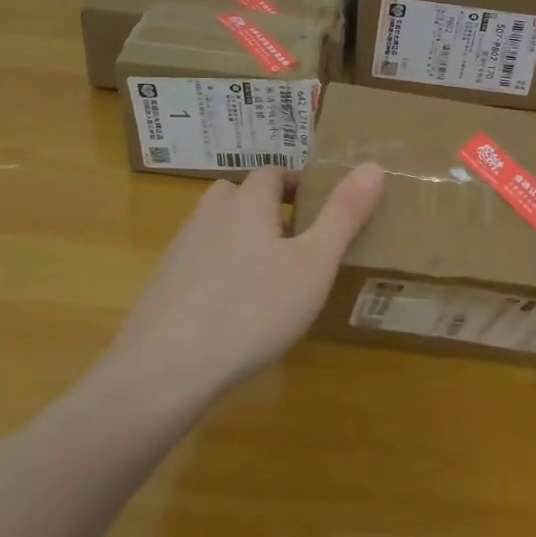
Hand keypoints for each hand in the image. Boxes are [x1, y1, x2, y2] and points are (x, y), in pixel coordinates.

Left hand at [98, 164, 383, 407]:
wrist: (163, 371)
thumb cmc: (252, 309)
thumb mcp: (314, 263)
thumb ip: (344, 215)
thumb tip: (374, 166)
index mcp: (247, 203)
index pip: (272, 173)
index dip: (296, 183)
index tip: (319, 206)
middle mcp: (210, 215)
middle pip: (238, 195)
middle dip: (265, 207)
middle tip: (295, 239)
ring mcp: (179, 251)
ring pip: (215, 228)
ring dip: (239, 238)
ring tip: (266, 274)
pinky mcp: (161, 287)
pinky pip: (196, 264)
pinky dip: (216, 272)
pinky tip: (230, 310)